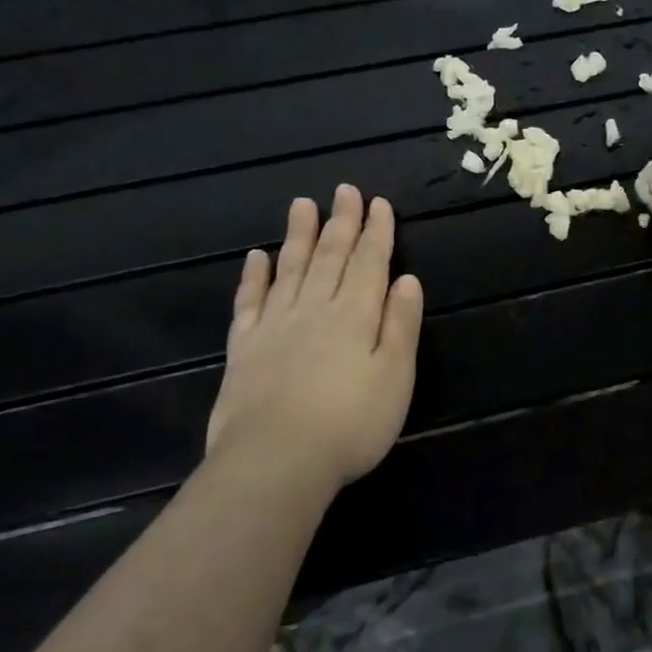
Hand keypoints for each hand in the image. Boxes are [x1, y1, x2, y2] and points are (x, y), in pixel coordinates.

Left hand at [205, 187, 423, 496]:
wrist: (276, 461)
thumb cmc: (351, 423)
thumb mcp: (395, 376)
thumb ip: (400, 325)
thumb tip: (407, 279)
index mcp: (355, 315)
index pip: (370, 263)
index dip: (377, 232)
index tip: (379, 203)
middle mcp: (315, 309)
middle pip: (330, 257)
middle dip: (341, 222)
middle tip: (344, 190)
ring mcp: (275, 326)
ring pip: (290, 269)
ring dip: (298, 235)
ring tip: (302, 204)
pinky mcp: (245, 347)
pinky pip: (250, 301)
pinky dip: (254, 276)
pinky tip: (257, 257)